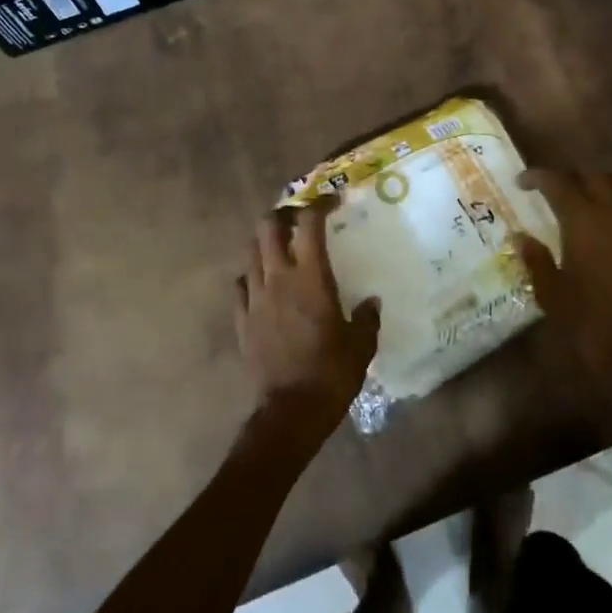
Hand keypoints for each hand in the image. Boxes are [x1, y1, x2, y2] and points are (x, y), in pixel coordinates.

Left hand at [234, 205, 379, 444]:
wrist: (290, 411)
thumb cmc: (331, 374)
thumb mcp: (361, 346)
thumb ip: (367, 318)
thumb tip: (371, 303)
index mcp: (311, 278)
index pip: (309, 223)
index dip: (319, 203)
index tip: (332, 201)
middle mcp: (278, 278)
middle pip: (268, 226)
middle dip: (283, 214)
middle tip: (300, 220)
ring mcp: (255, 297)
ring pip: (250, 251)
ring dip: (265, 242)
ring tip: (282, 249)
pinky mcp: (241, 318)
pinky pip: (240, 284)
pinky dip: (251, 276)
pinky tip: (263, 285)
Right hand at [514, 168, 611, 386]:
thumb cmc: (589, 321)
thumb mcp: (551, 292)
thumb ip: (536, 259)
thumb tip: (521, 237)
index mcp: (583, 222)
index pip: (558, 182)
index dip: (538, 177)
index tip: (522, 183)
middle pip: (594, 176)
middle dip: (571, 177)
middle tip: (554, 191)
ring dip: (599, 188)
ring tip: (583, 204)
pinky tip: (608, 229)